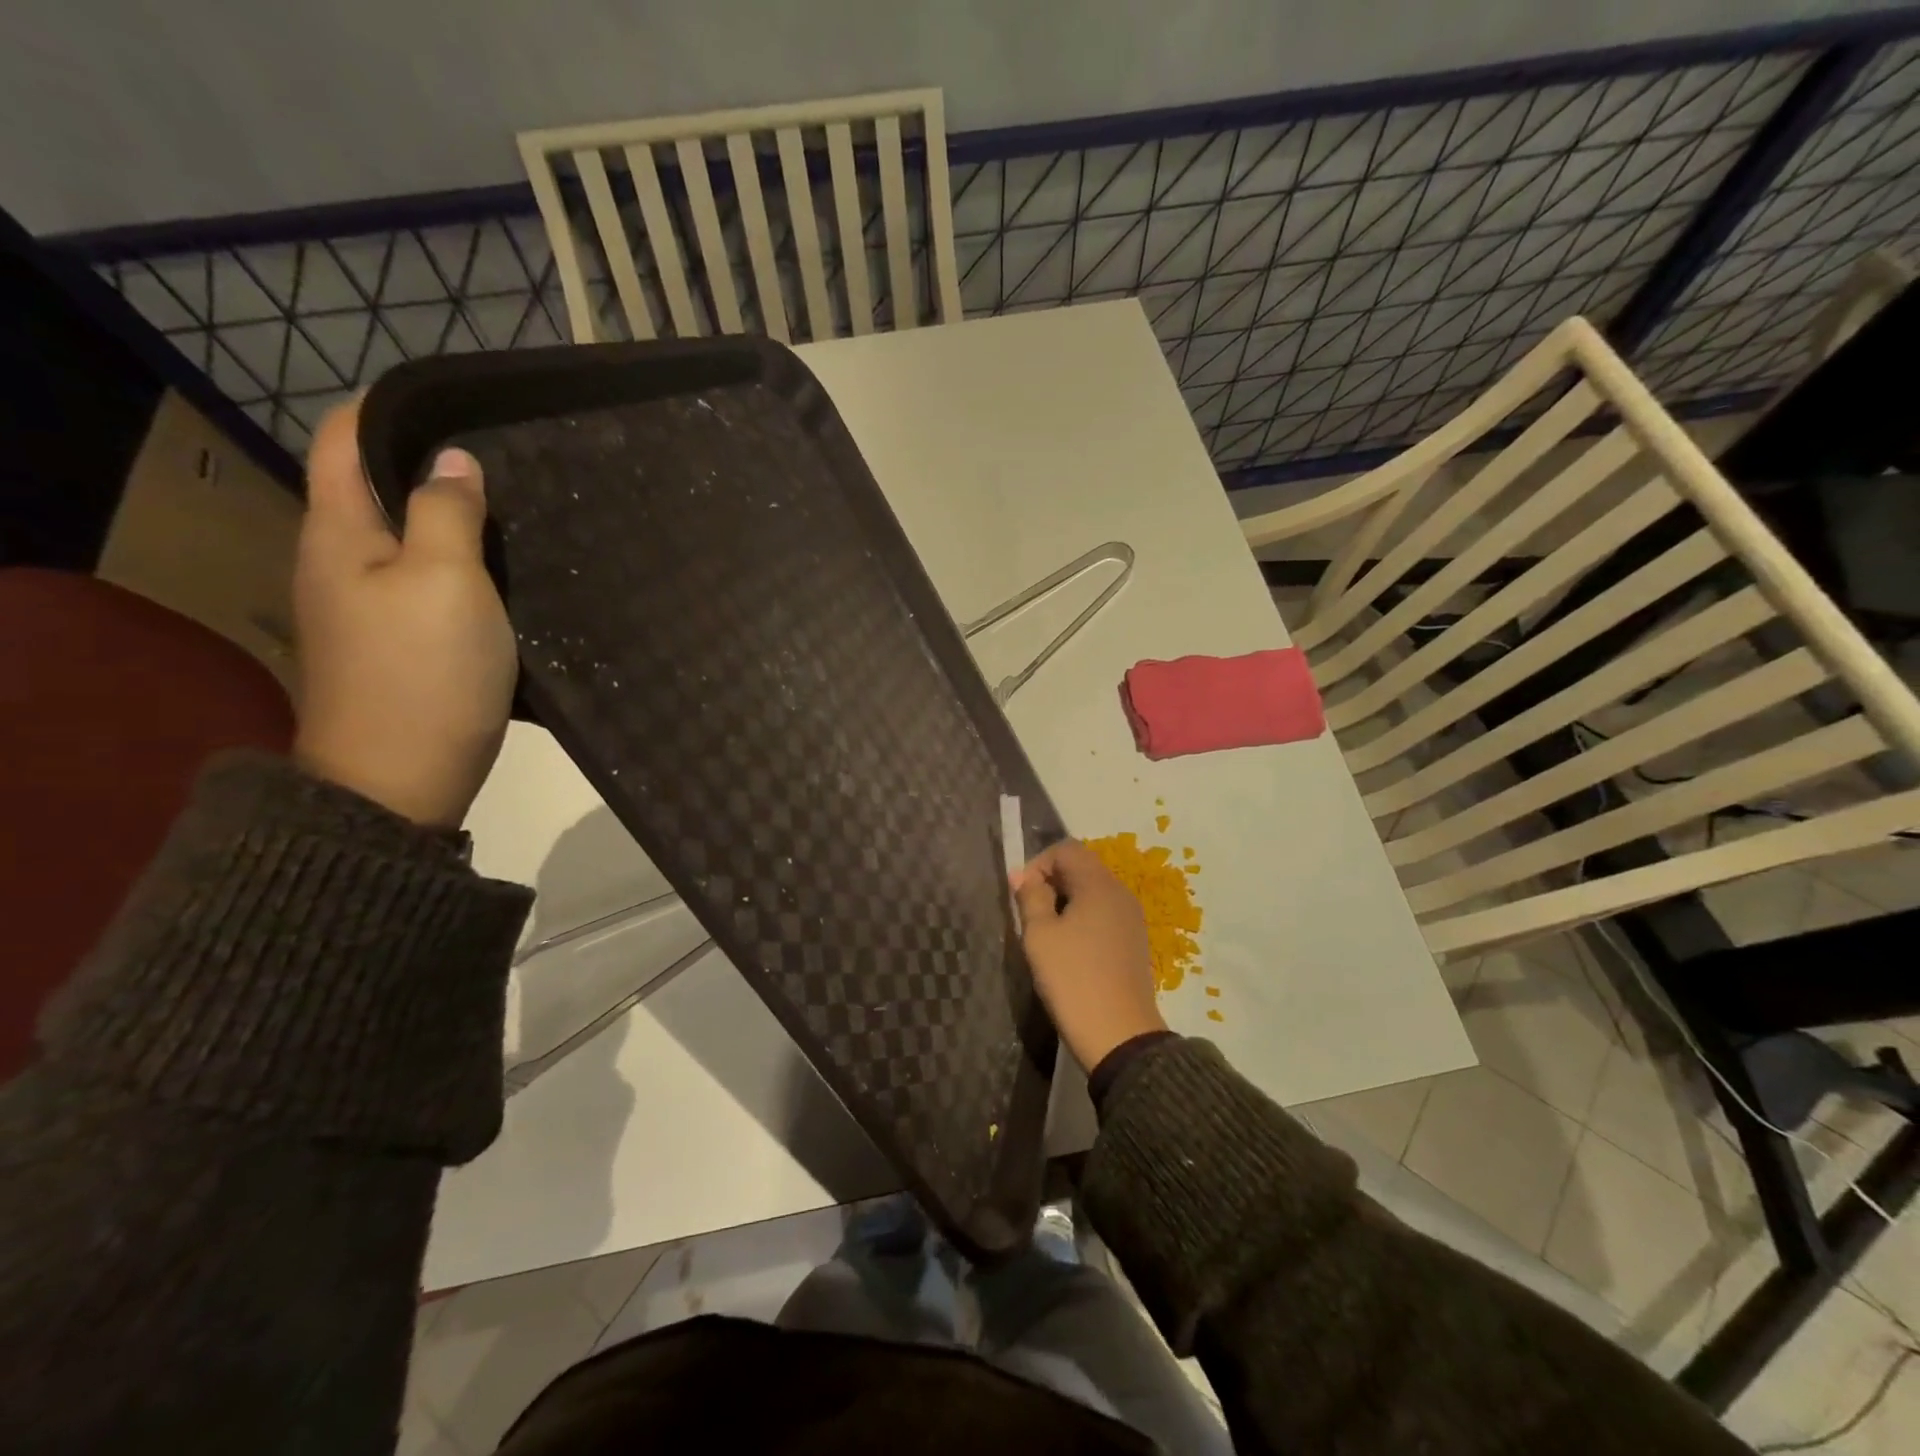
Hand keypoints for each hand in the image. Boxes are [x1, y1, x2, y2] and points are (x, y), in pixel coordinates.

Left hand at [292, 400, 516, 826]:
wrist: (401, 778)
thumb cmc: (424, 672)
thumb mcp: (446, 581)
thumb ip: (449, 514)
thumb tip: (453, 462)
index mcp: (340, 534)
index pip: (346, 442)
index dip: (392, 413)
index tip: (461, 405)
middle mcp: (342, 562)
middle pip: (380, 490)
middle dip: (436, 466)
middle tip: (510, 460)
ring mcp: (370, 608)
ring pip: (411, 539)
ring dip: (456, 521)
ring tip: (519, 510)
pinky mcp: (400, 644)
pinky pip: (430, 584)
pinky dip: (464, 567)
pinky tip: (507, 573)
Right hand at [1013, 839, 1166, 1072]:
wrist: (1119, 1036)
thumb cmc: (1073, 979)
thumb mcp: (1040, 936)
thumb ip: (1030, 897)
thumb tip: (1023, 875)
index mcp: (1099, 885)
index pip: (1066, 849)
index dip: (1038, 863)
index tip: (1020, 893)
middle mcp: (1120, 893)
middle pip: (1082, 867)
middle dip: (1051, 881)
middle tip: (1029, 913)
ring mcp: (1131, 918)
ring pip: (1092, 892)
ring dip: (1066, 901)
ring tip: (1045, 933)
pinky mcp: (1134, 942)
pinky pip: (1103, 914)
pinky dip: (1082, 919)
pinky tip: (1069, 949)